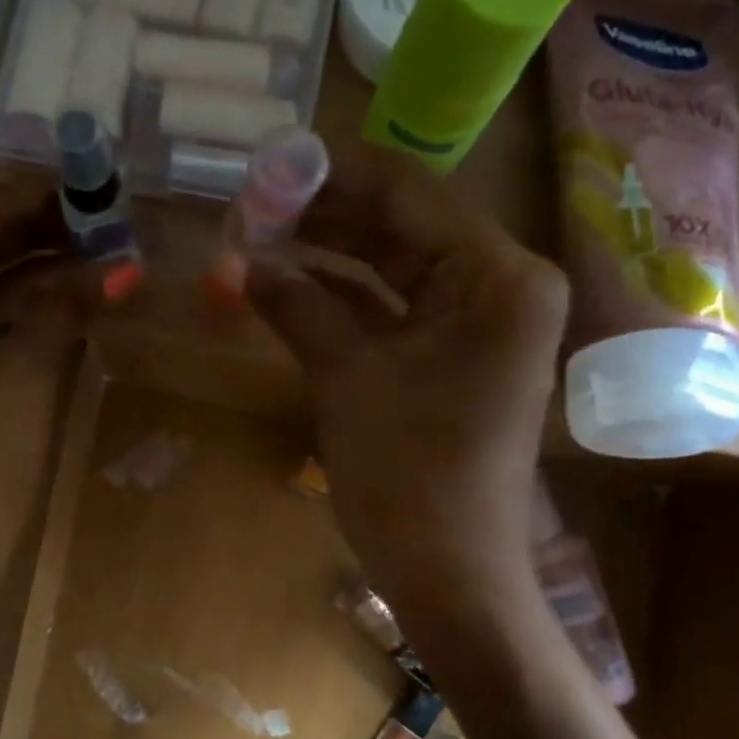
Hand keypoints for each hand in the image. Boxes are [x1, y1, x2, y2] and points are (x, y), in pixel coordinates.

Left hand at [0, 176, 103, 685]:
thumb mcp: (27, 377)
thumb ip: (66, 306)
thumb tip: (121, 265)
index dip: (35, 196)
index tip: (96, 188)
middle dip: (24, 220)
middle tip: (94, 218)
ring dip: (15, 258)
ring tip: (86, 249)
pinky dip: (0, 299)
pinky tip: (53, 294)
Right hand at [246, 145, 567, 644]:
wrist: (449, 575)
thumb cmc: (410, 477)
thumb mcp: (348, 379)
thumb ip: (297, 306)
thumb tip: (239, 258)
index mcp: (499, 278)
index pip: (411, 194)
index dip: (334, 176)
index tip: (268, 164)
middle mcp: (499, 288)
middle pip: (402, 228)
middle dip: (326, 217)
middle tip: (251, 205)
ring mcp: (476, 326)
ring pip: (392, 270)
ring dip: (328, 257)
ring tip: (257, 238)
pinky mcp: (449, 361)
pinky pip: (391, 313)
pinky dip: (341, 302)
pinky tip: (286, 286)